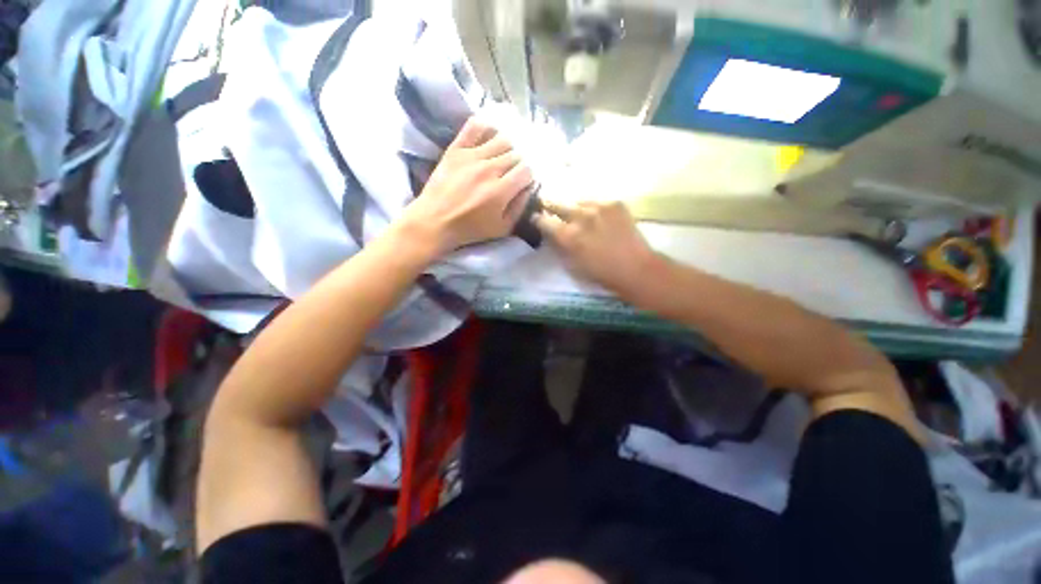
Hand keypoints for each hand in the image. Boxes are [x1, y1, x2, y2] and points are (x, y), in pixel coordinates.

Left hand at [401, 117, 533, 255]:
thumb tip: (529, 188)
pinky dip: (486, 129)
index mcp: (501, 191)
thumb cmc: (470, 229)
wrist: (434, 221)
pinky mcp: (456, 149)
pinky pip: (475, 126)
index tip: (521, 184)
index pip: (526, 170)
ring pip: (502, 139)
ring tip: (499, 160)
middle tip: (509, 175)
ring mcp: (472, 156)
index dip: (527, 177)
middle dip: (517, 165)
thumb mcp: (502, 228)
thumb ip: (519, 207)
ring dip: (506, 149)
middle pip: (516, 155)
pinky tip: (488, 139)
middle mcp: (489, 169)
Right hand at [535, 200, 659, 295]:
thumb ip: (559, 246)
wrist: (635, 268)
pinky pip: (596, 201)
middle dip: (549, 204)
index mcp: (568, 236)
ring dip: (572, 206)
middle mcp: (581, 217)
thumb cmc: (601, 274)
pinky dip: (591, 208)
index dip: (537, 219)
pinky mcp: (615, 203)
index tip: (536, 218)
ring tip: (574, 211)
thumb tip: (551, 234)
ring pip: (577, 200)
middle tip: (545, 204)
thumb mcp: (572, 265)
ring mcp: (599, 207)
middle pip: (557, 203)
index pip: (544, 220)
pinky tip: (595, 215)